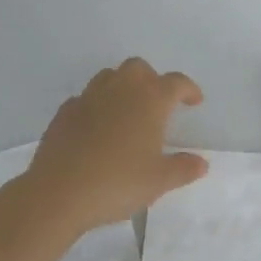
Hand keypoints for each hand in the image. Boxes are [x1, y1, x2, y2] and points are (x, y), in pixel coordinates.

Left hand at [27, 58, 207, 232]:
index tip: (194, 101)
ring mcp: (89, 97)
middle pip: (139, 68)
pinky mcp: (65, 111)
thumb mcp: (159, 181)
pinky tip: (96, 128)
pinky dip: (96, 106)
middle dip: (152, 80)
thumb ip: (183, 168)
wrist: (59, 192)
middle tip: (157, 104)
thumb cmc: (117, 182)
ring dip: (122, 86)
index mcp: (150, 100)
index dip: (188, 89)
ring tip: (127, 112)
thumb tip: (201, 163)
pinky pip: (85, 98)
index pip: (176, 83)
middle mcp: (121, 89)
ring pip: (110, 76)